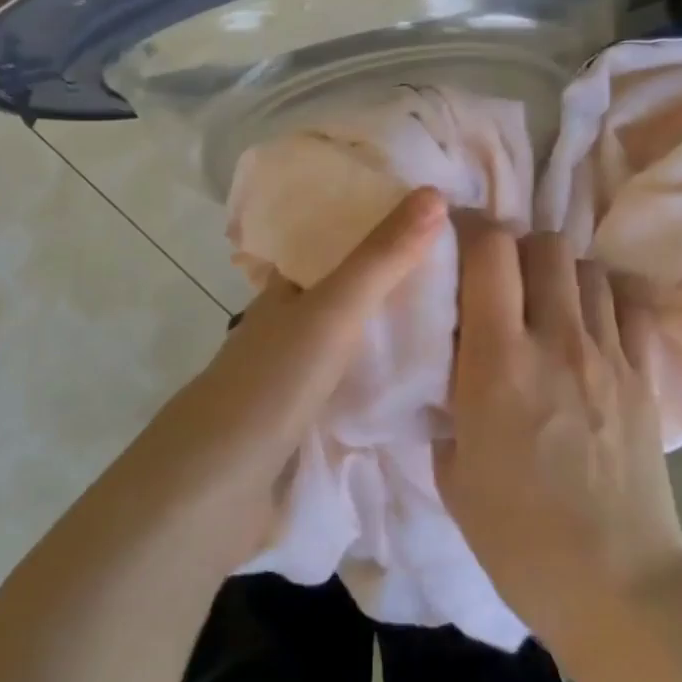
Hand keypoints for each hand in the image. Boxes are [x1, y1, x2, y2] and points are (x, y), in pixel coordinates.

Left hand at [127, 186, 446, 565]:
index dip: (379, 223)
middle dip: (398, 279)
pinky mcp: (308, 419)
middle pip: (351, 289)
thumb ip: (382, 258)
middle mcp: (290, 323)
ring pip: (356, 338)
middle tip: (464, 271)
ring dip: (395, 328)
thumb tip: (435, 193)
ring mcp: (298, 373)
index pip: (336, 240)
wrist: (216, 488)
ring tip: (460, 320)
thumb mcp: (333, 311)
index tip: (435, 216)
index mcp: (287, 287)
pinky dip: (387, 374)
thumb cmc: (272, 383)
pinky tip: (426, 379)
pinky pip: (358, 382)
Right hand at [435, 215, 681, 652]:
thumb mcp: (453, 471)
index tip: (454, 238)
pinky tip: (591, 323)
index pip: (489, 252)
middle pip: (544, 244)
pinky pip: (630, 305)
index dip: (470, 229)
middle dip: (516, 247)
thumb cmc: (518, 537)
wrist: (617, 586)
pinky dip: (607, 299)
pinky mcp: (645, 375)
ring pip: (587, 267)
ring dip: (560, 272)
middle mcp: (556, 340)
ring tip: (546, 302)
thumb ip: (449, 403)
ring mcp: (608, 355)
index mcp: (498, 362)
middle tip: (501, 278)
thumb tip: (455, 366)